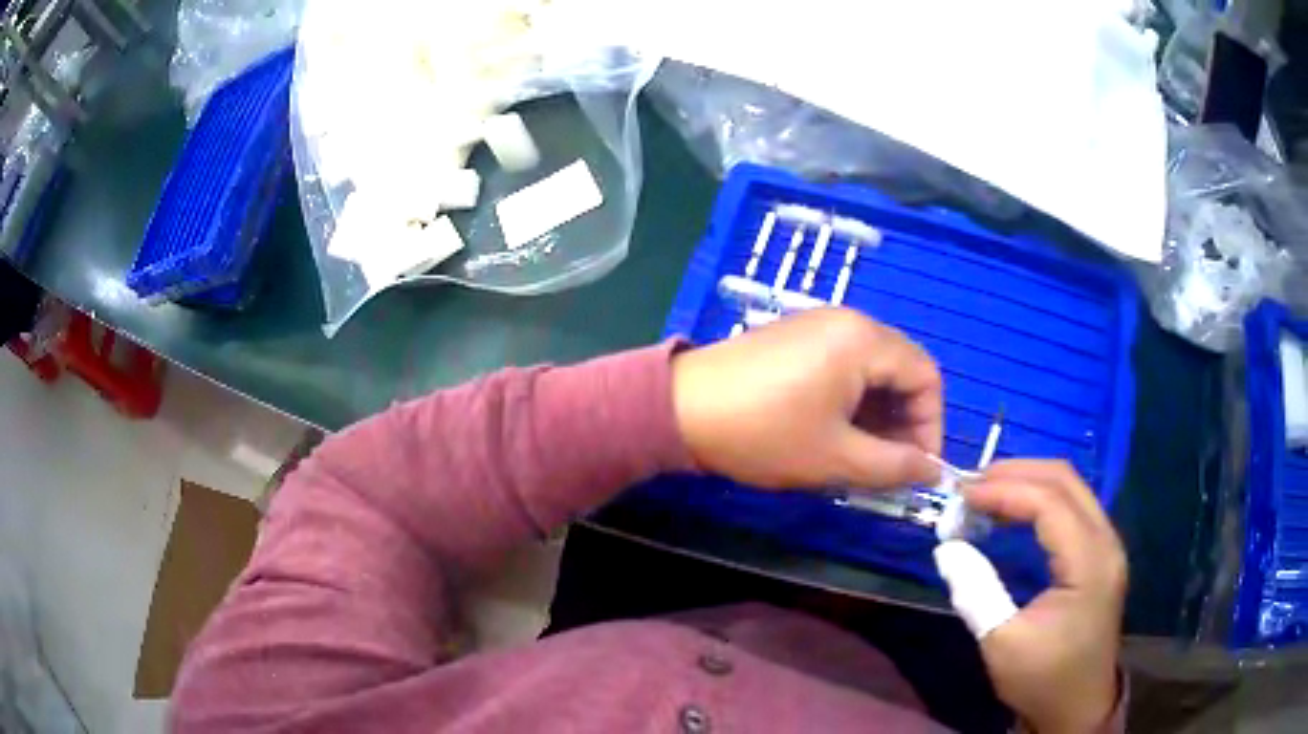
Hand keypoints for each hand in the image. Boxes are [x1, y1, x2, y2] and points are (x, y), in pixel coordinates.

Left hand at [671, 308, 942, 490]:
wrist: (679, 409)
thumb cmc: (764, 433)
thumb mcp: (837, 458)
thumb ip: (894, 466)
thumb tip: (931, 471)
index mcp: (864, 339)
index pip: (926, 376)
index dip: (931, 426)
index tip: (919, 469)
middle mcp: (847, 321)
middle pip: (901, 370)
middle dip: (905, 423)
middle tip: (891, 468)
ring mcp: (818, 326)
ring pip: (872, 371)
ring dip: (878, 415)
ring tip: (863, 458)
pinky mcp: (795, 338)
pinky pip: (844, 366)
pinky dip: (852, 402)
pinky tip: (836, 434)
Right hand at [964, 460, 1126, 733]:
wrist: (1077, 708)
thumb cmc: (1042, 679)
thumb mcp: (1002, 643)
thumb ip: (976, 591)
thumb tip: (946, 547)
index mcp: (1090, 562)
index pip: (1050, 502)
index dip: (1005, 490)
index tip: (961, 494)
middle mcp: (1106, 541)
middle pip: (1065, 480)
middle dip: (1016, 473)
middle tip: (971, 484)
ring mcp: (1107, 546)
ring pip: (1071, 489)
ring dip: (1028, 482)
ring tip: (986, 493)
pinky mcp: (1100, 555)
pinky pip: (1072, 508)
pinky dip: (1039, 501)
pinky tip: (1013, 514)